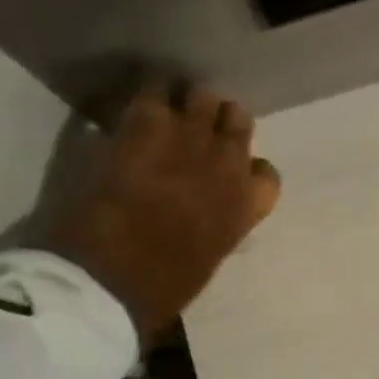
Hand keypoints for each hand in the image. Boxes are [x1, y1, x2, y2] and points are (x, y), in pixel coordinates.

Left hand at [48, 82, 280, 341]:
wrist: (111, 276)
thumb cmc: (159, 289)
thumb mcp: (206, 262)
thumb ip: (217, 229)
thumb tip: (205, 221)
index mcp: (246, 206)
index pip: (267, 174)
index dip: (247, 171)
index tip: (227, 176)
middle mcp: (228, 163)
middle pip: (238, 119)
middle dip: (219, 123)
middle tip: (193, 132)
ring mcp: (190, 137)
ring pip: (204, 96)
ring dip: (187, 103)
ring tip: (164, 112)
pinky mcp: (148, 123)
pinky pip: (155, 89)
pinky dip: (146, 95)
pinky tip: (132, 108)